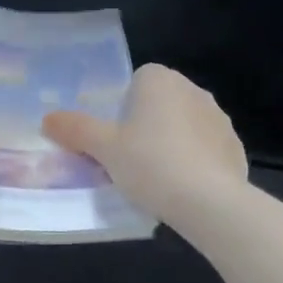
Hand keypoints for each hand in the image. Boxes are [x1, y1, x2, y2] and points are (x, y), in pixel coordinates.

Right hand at [43, 64, 246, 223]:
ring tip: (156, 179)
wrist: (209, 202)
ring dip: (171, 143)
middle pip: (161, 103)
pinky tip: (183, 189)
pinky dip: (194, 162)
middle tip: (128, 159)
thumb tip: (47, 118)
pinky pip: (205, 149)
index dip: (122, 107)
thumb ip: (76, 130)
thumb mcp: (104, 149)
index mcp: (161, 81)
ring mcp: (219, 119)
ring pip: (184, 126)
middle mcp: (193, 90)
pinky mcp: (234, 147)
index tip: (114, 136)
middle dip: (146, 125)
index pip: (137, 80)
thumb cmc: (150, 164)